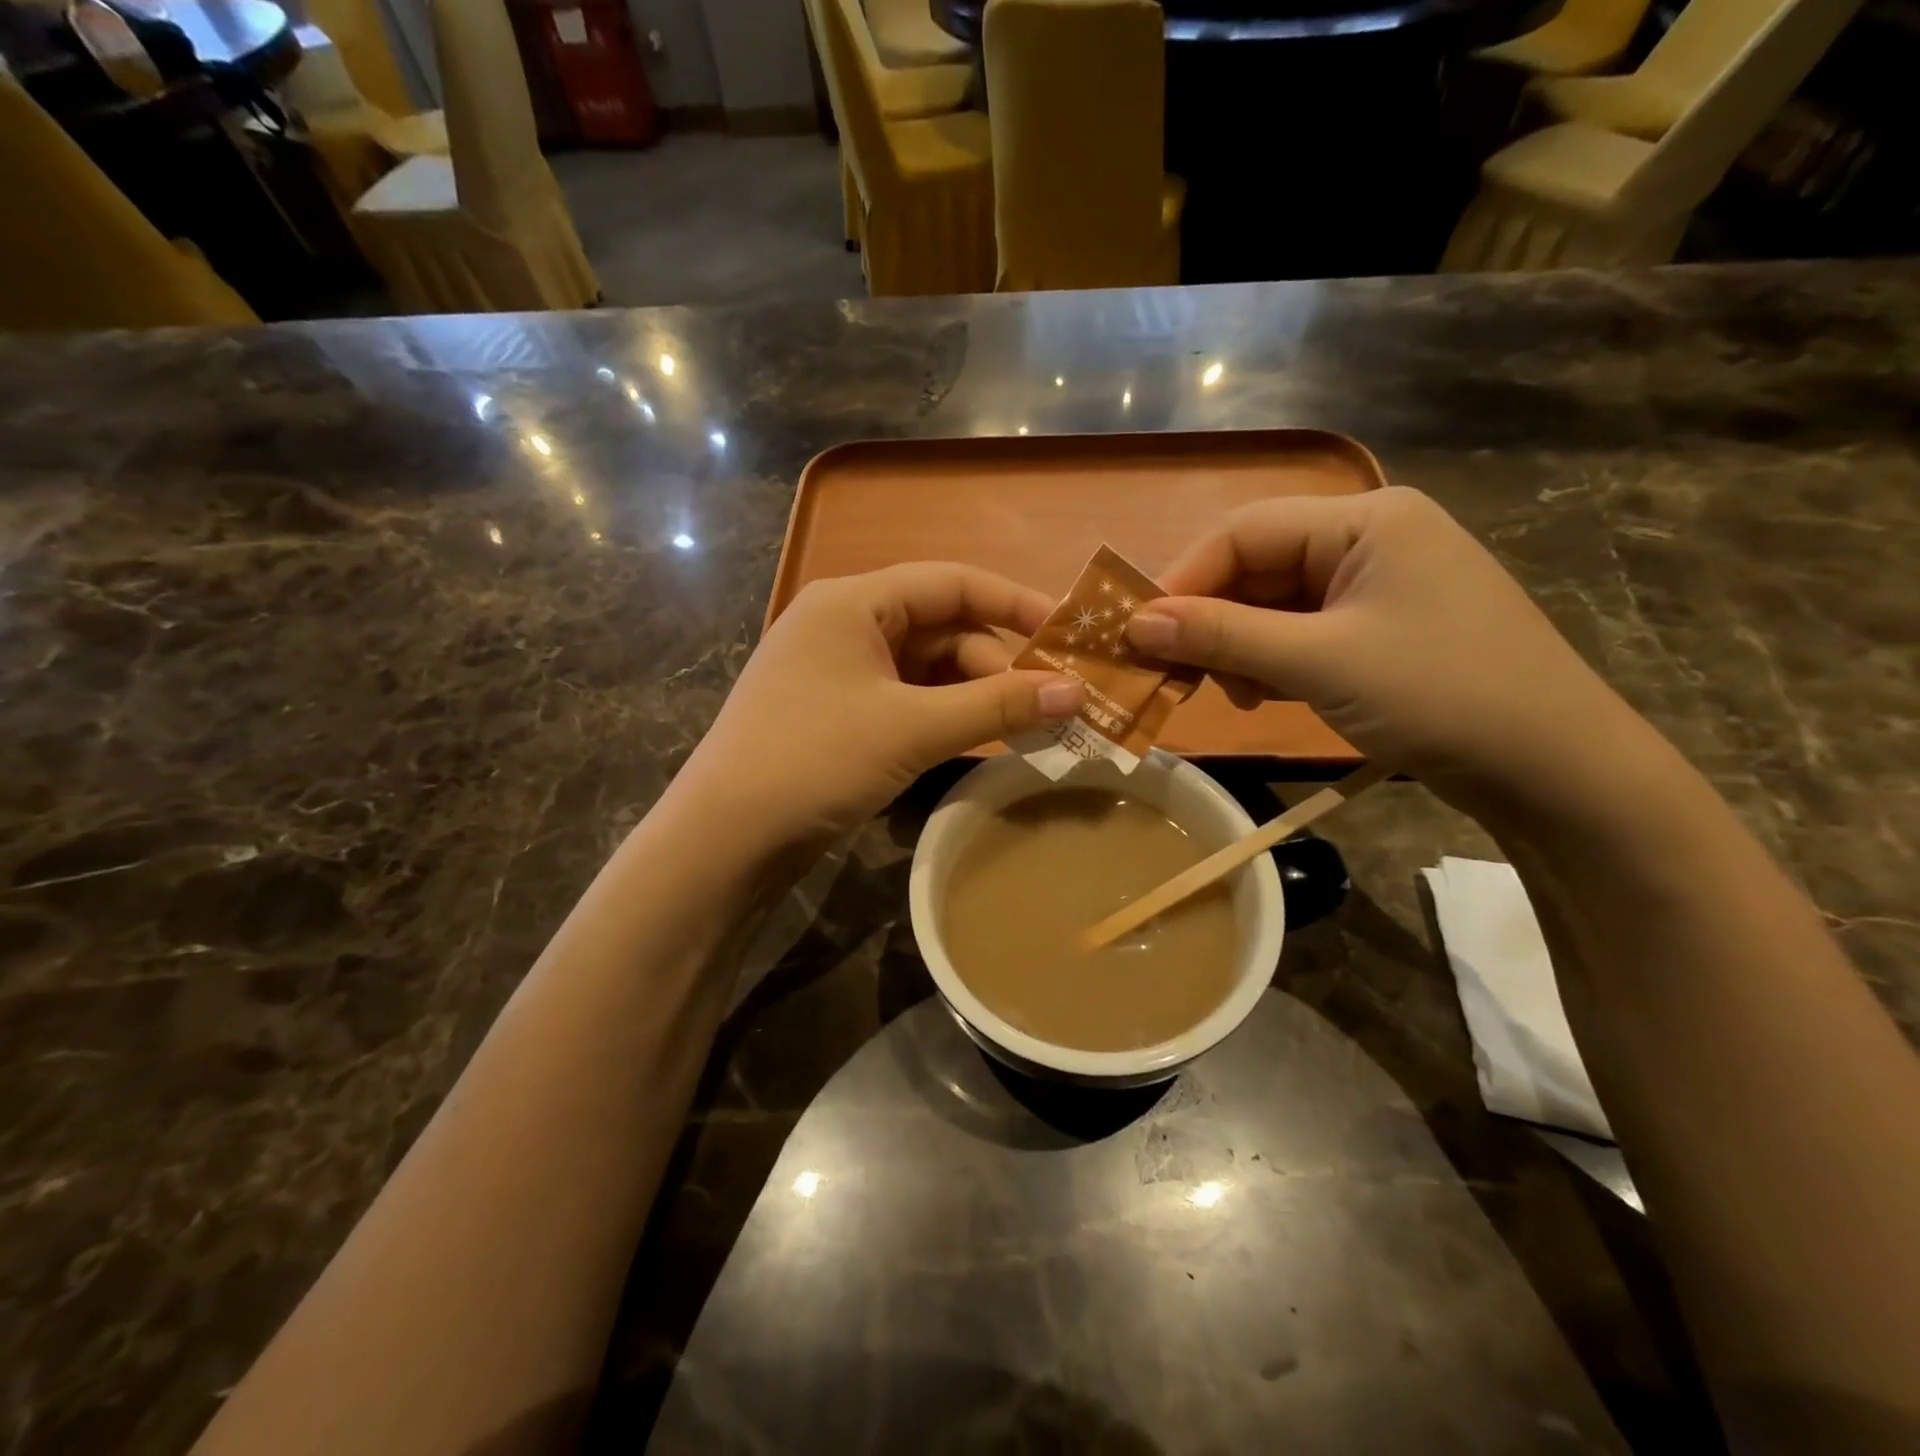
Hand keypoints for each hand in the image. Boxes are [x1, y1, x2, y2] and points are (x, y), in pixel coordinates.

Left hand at [674, 563, 1081, 849]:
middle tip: (1052, 708)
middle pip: (943, 630)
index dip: (1015, 603)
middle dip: (998, 667)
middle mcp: (845, 625)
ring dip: (976, 697)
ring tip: (1029, 730)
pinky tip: (981, 741)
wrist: (726, 839)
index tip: (1069, 634)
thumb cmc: (816, 760)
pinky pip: (908, 701)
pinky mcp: (839, 715)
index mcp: (854, 602)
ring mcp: (839, 672)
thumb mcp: (912, 728)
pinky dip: (946, 717)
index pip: (951, 582)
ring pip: (928, 670)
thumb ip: (997, 706)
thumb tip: (1076, 693)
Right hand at [1125, 488, 1644, 805]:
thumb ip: (1223, 635)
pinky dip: (1269, 662)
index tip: (1138, 631)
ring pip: (1273, 605)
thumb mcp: (1319, 662)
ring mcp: (1376, 586)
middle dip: (1210, 619)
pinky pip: (1300, 633)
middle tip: (1170, 670)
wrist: (1554, 769)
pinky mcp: (1378, 630)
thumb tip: (1135, 622)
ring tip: (1224, 692)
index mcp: (1365, 520)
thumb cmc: (1440, 694)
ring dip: (1236, 646)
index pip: (1245, 531)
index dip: (1184, 578)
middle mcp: (1368, 540)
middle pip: (1257, 567)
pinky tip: (1260, 696)